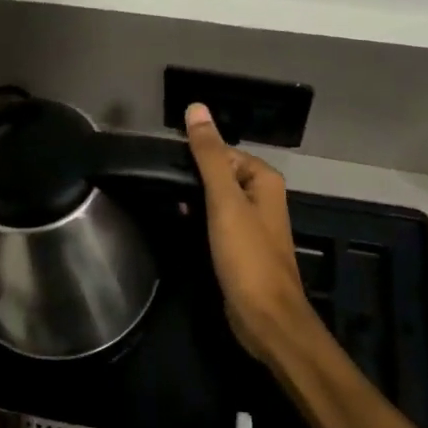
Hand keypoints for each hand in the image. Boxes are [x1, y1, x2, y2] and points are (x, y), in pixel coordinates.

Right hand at [185, 103, 321, 363]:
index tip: (166, 167)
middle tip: (162, 186)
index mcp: (264, 179)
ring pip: (215, 198)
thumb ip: (210, 155)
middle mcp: (262, 196)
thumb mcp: (224, 200)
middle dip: (192, 179)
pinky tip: (180, 224)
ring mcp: (252, 223)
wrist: (265, 319)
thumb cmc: (247, 256)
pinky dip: (198, 219)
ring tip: (167, 204)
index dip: (195, 157)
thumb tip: (196, 108)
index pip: (222, 151)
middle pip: (218, 173)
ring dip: (193, 200)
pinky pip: (215, 221)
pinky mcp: (241, 247)